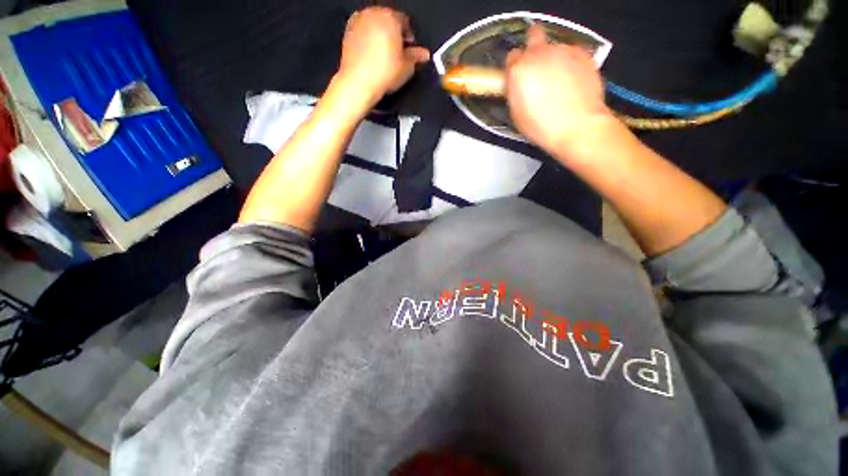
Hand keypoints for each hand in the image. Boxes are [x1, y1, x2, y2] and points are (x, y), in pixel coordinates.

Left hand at [336, 7, 429, 105]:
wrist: (359, 83)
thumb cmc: (382, 73)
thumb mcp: (407, 67)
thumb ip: (416, 57)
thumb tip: (423, 54)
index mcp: (390, 17)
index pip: (405, 21)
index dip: (409, 36)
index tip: (410, 48)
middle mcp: (373, 14)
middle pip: (389, 20)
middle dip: (394, 34)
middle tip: (398, 52)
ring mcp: (359, 21)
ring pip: (375, 24)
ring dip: (381, 35)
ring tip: (385, 55)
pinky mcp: (348, 31)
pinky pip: (363, 31)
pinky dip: (369, 39)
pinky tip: (373, 55)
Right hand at [505, 25, 614, 153]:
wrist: (576, 126)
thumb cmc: (542, 126)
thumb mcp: (516, 113)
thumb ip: (515, 91)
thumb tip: (517, 85)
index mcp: (519, 70)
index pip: (511, 57)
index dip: (515, 67)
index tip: (518, 76)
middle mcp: (540, 54)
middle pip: (533, 35)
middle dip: (533, 46)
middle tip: (537, 66)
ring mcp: (563, 51)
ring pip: (555, 47)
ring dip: (554, 59)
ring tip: (559, 82)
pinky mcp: (583, 54)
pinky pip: (573, 53)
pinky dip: (570, 63)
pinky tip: (572, 81)